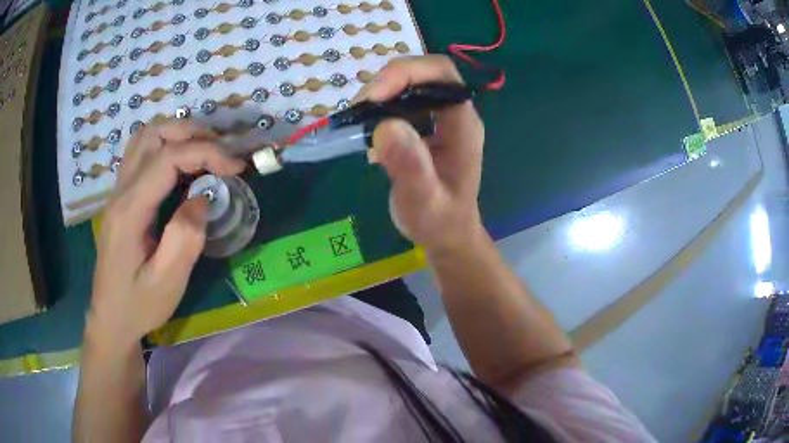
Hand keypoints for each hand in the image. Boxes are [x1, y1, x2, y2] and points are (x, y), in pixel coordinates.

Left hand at [87, 120, 244, 346]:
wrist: (110, 320)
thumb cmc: (138, 305)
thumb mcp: (167, 282)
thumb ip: (186, 237)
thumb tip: (203, 198)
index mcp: (130, 211)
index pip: (167, 158)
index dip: (206, 152)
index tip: (236, 167)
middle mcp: (120, 192)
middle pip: (152, 135)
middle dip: (191, 133)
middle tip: (221, 153)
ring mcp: (117, 192)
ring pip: (144, 138)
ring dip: (177, 135)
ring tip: (204, 153)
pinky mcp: (120, 198)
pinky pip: (141, 154)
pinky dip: (166, 146)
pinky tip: (181, 167)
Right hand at [356, 56, 485, 253]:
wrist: (446, 234)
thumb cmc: (439, 220)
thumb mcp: (423, 201)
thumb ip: (410, 166)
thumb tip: (386, 126)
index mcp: (463, 124)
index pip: (441, 74)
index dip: (407, 73)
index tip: (373, 96)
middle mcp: (453, 113)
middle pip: (422, 73)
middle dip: (387, 82)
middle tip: (358, 109)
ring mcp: (438, 118)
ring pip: (408, 85)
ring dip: (379, 96)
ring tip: (359, 123)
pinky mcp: (424, 126)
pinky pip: (400, 103)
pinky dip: (378, 110)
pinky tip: (369, 137)